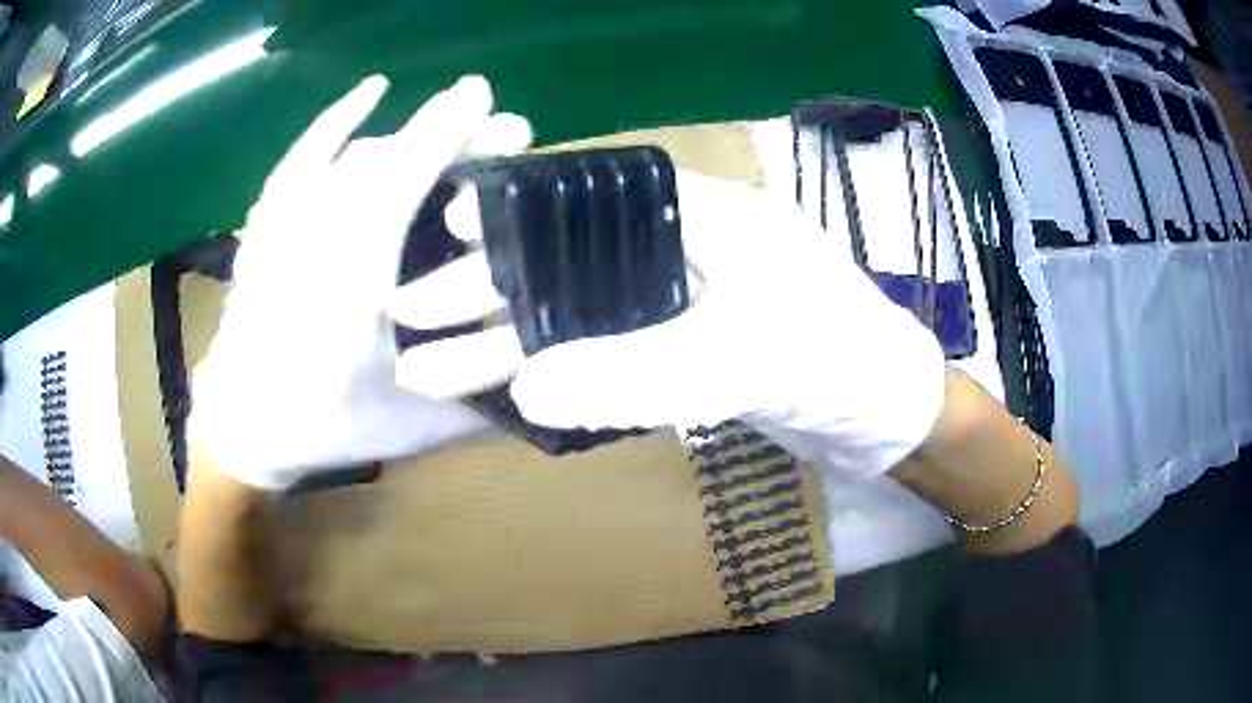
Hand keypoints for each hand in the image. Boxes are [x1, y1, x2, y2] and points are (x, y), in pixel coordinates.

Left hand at [189, 75, 531, 490]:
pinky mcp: (269, 223)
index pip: (400, 184)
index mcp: (350, 287)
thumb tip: (549, 369)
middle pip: (387, 161)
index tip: (488, 100)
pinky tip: (373, 90)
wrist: (242, 427)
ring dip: (412, 137)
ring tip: (458, 133)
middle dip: (449, 134)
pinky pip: (303, 157)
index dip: (444, 133)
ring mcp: (285, 225)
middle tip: (505, 130)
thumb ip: (484, 403)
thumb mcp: (413, 427)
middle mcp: (312, 240)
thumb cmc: (327, 428)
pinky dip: (338, 121)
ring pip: (355, 158)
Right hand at [392, 171, 947, 479]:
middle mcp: (681, 251)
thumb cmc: (842, 358)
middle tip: (410, 314)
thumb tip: (528, 388)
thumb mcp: (750, 357)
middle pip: (563, 262)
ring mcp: (677, 306)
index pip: (586, 199)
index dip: (513, 215)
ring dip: (504, 343)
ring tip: (429, 366)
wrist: (888, 413)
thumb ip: (642, 369)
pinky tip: (499, 388)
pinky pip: (598, 355)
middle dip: (486, 291)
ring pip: (572, 316)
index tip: (447, 229)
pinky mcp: (681, 354)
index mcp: (701, 217)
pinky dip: (549, 373)